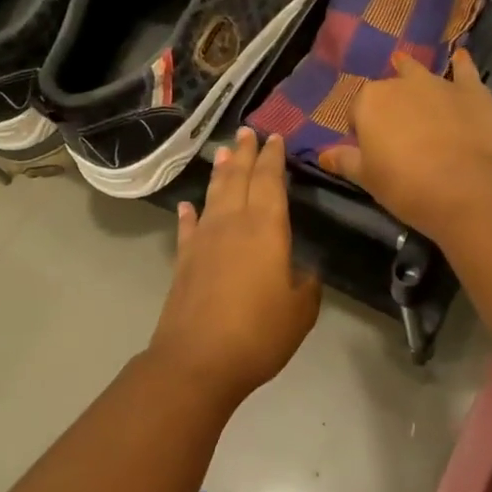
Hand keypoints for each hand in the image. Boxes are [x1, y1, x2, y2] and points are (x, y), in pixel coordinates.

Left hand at [148, 127, 321, 403]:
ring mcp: (203, 240)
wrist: (198, 360)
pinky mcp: (184, 260)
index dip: (273, 158)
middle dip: (245, 153)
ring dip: (220, 172)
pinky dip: (189, 214)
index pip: (270, 182)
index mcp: (266, 229)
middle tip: (247, 132)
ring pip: (214, 195)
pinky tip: (188, 205)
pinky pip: (187, 228)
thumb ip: (307, 285)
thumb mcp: (300, 311)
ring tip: (224, 152)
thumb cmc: (258, 333)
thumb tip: (305, 270)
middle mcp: (232, 224)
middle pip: (239, 178)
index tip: (274, 138)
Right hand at [318, 50, 491, 236]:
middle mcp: (401, 84)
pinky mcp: (472, 91)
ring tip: (410, 75)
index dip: (363, 130)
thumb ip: (345, 161)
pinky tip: (460, 58)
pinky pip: (464, 71)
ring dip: (414, 76)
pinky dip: (460, 65)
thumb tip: (323, 154)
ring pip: (420, 74)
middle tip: (395, 131)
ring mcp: (438, 84)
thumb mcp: (368, 179)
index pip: (357, 112)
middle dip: (388, 105)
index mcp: (369, 103)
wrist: (469, 189)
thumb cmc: (407, 186)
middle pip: (388, 90)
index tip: (371, 150)